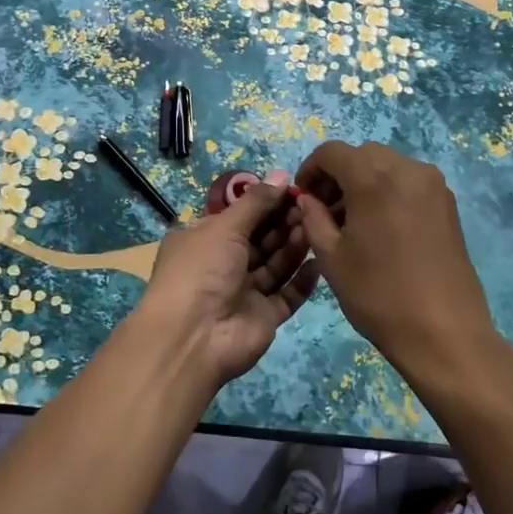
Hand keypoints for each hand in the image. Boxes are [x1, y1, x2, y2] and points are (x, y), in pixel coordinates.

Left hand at [132, 184, 319, 390]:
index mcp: (203, 240)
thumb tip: (282, 175)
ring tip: (315, 226)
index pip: (238, 216)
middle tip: (310, 206)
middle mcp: (222, 264)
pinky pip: (288, 294)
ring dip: (294, 246)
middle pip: (260, 239)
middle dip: (283, 222)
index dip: (265, 202)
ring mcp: (244, 292)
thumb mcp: (225, 226)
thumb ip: (256, 201)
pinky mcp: (264, 316)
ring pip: (275, 264)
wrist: (194, 338)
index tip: (293, 189)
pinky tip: (319, 261)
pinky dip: (302, 279)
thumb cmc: (202, 270)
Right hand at [294, 140, 499, 385]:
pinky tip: (382, 227)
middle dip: (339, 174)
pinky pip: (409, 182)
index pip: (332, 152)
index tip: (303, 197)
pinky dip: (389, 191)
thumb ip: (313, 219)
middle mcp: (407, 169)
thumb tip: (307, 199)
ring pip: (388, 165)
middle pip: (362, 154)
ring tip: (354, 222)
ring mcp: (433, 185)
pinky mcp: (448, 203)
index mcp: (374, 178)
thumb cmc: (379, 295)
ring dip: (365, 181)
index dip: (311, 169)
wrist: (444, 332)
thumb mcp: (332, 259)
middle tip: (326, 211)